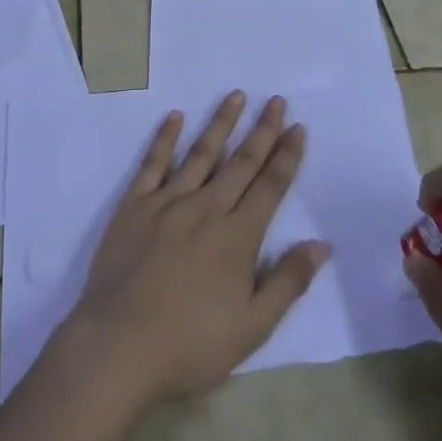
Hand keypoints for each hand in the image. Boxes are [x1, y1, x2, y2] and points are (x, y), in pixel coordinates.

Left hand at [67, 92, 329, 402]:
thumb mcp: (252, 328)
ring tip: (236, 95)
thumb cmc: (191, 344)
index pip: (270, 187)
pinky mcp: (135, 205)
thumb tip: (320, 245)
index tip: (297, 128)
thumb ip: (287, 282)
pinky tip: (175, 117)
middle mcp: (206, 208)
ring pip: (201, 153)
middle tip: (276, 101)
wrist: (120, 344)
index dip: (286, 156)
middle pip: (240, 162)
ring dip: (220, 123)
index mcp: (237, 237)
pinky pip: (153, 162)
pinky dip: (165, 138)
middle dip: (262, 130)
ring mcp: (168, 202)